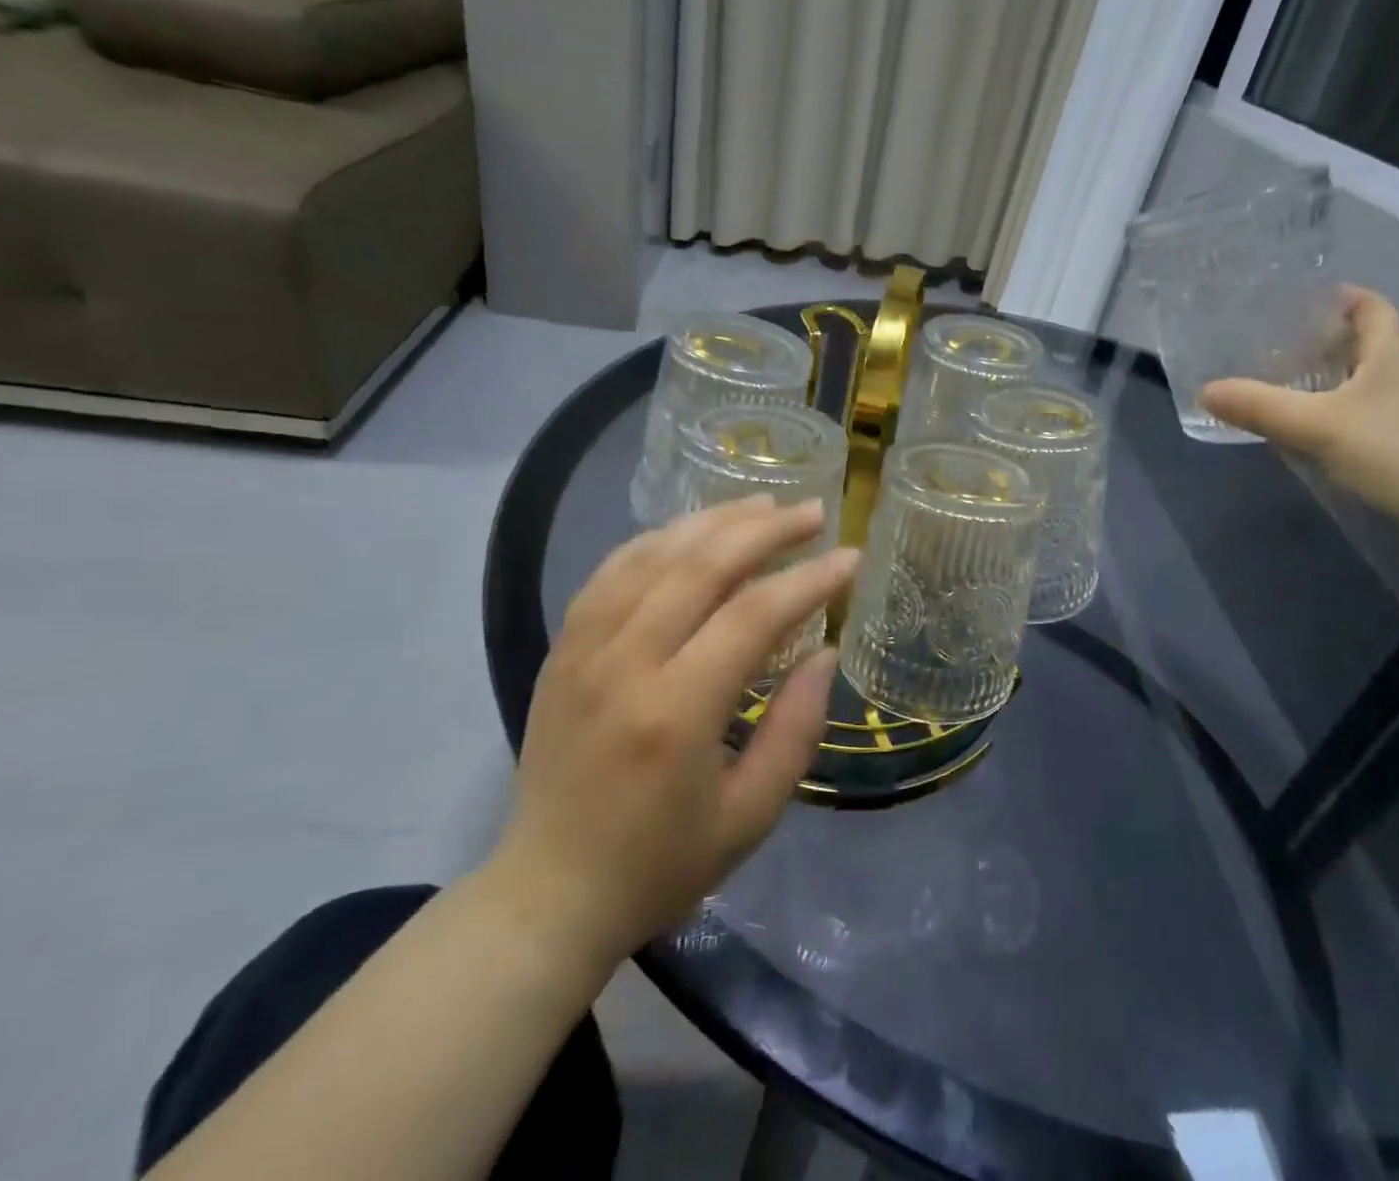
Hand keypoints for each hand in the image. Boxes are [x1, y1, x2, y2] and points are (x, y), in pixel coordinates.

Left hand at [481, 497, 860, 966]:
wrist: (548, 894)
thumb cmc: (660, 864)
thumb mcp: (751, 815)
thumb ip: (796, 729)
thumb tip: (825, 651)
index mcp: (676, 713)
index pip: (754, 616)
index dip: (809, 580)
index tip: (850, 558)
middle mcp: (624, 664)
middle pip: (702, 565)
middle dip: (766, 529)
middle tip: (814, 513)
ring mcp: (584, 649)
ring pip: (654, 554)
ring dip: (714, 520)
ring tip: (763, 505)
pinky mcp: (563, 648)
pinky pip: (612, 570)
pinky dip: (658, 539)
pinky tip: (691, 530)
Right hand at [1200, 287, 1398, 572]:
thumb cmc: (1393, 449)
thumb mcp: (1315, 425)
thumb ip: (1259, 406)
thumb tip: (1204, 390)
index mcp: (1390, 351)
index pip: (1370, 306)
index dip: (1339, 298)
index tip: (1299, 301)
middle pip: (1364, 343)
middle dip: (1323, 339)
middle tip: (1273, 343)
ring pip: (1363, 381)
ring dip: (1328, 378)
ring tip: (1280, 382)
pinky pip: (1364, 413)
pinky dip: (1336, 411)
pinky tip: (1309, 427)